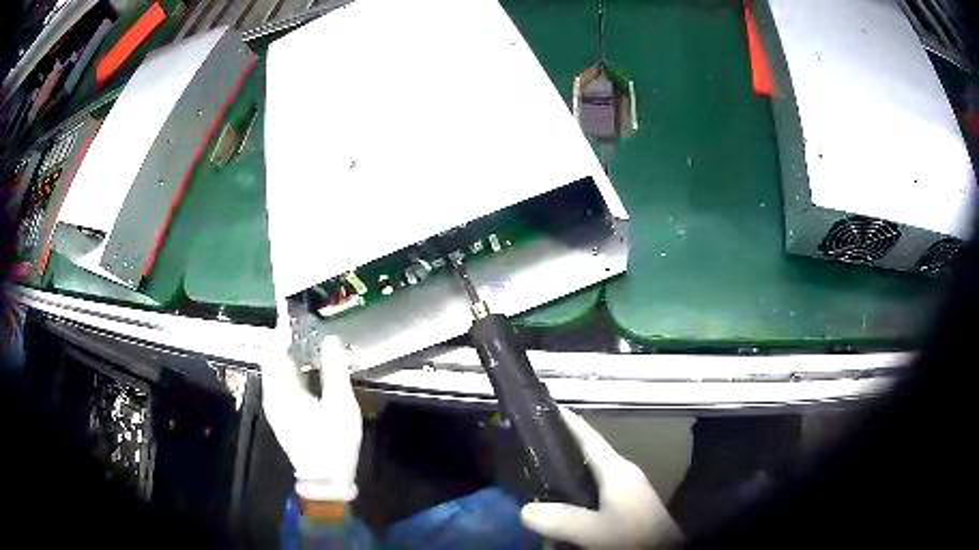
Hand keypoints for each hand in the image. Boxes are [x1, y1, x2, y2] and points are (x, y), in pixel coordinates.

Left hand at [261, 319, 361, 501]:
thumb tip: (331, 340)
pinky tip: (311, 368)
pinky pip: (282, 381)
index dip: (285, 330)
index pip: (275, 350)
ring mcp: (275, 405)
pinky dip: (293, 369)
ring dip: (291, 354)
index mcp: (282, 391)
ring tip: (313, 342)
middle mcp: (272, 395)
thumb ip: (335, 371)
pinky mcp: (281, 413)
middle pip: (273, 357)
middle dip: (288, 340)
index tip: (299, 313)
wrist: (325, 479)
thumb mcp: (341, 406)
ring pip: (277, 369)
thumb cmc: (334, 443)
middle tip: (310, 326)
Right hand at [520, 408, 681, 547]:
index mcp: (616, 470)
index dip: (567, 421)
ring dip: (564, 483)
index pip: (588, 437)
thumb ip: (561, 519)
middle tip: (526, 452)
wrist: (663, 549)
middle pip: (585, 457)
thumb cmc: (633, 535)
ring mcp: (624, 491)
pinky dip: (573, 501)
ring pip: (587, 479)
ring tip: (535, 484)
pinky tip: (558, 514)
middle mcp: (620, 475)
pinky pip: (592, 497)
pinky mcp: (624, 507)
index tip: (543, 407)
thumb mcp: (595, 530)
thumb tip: (525, 510)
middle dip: (558, 454)